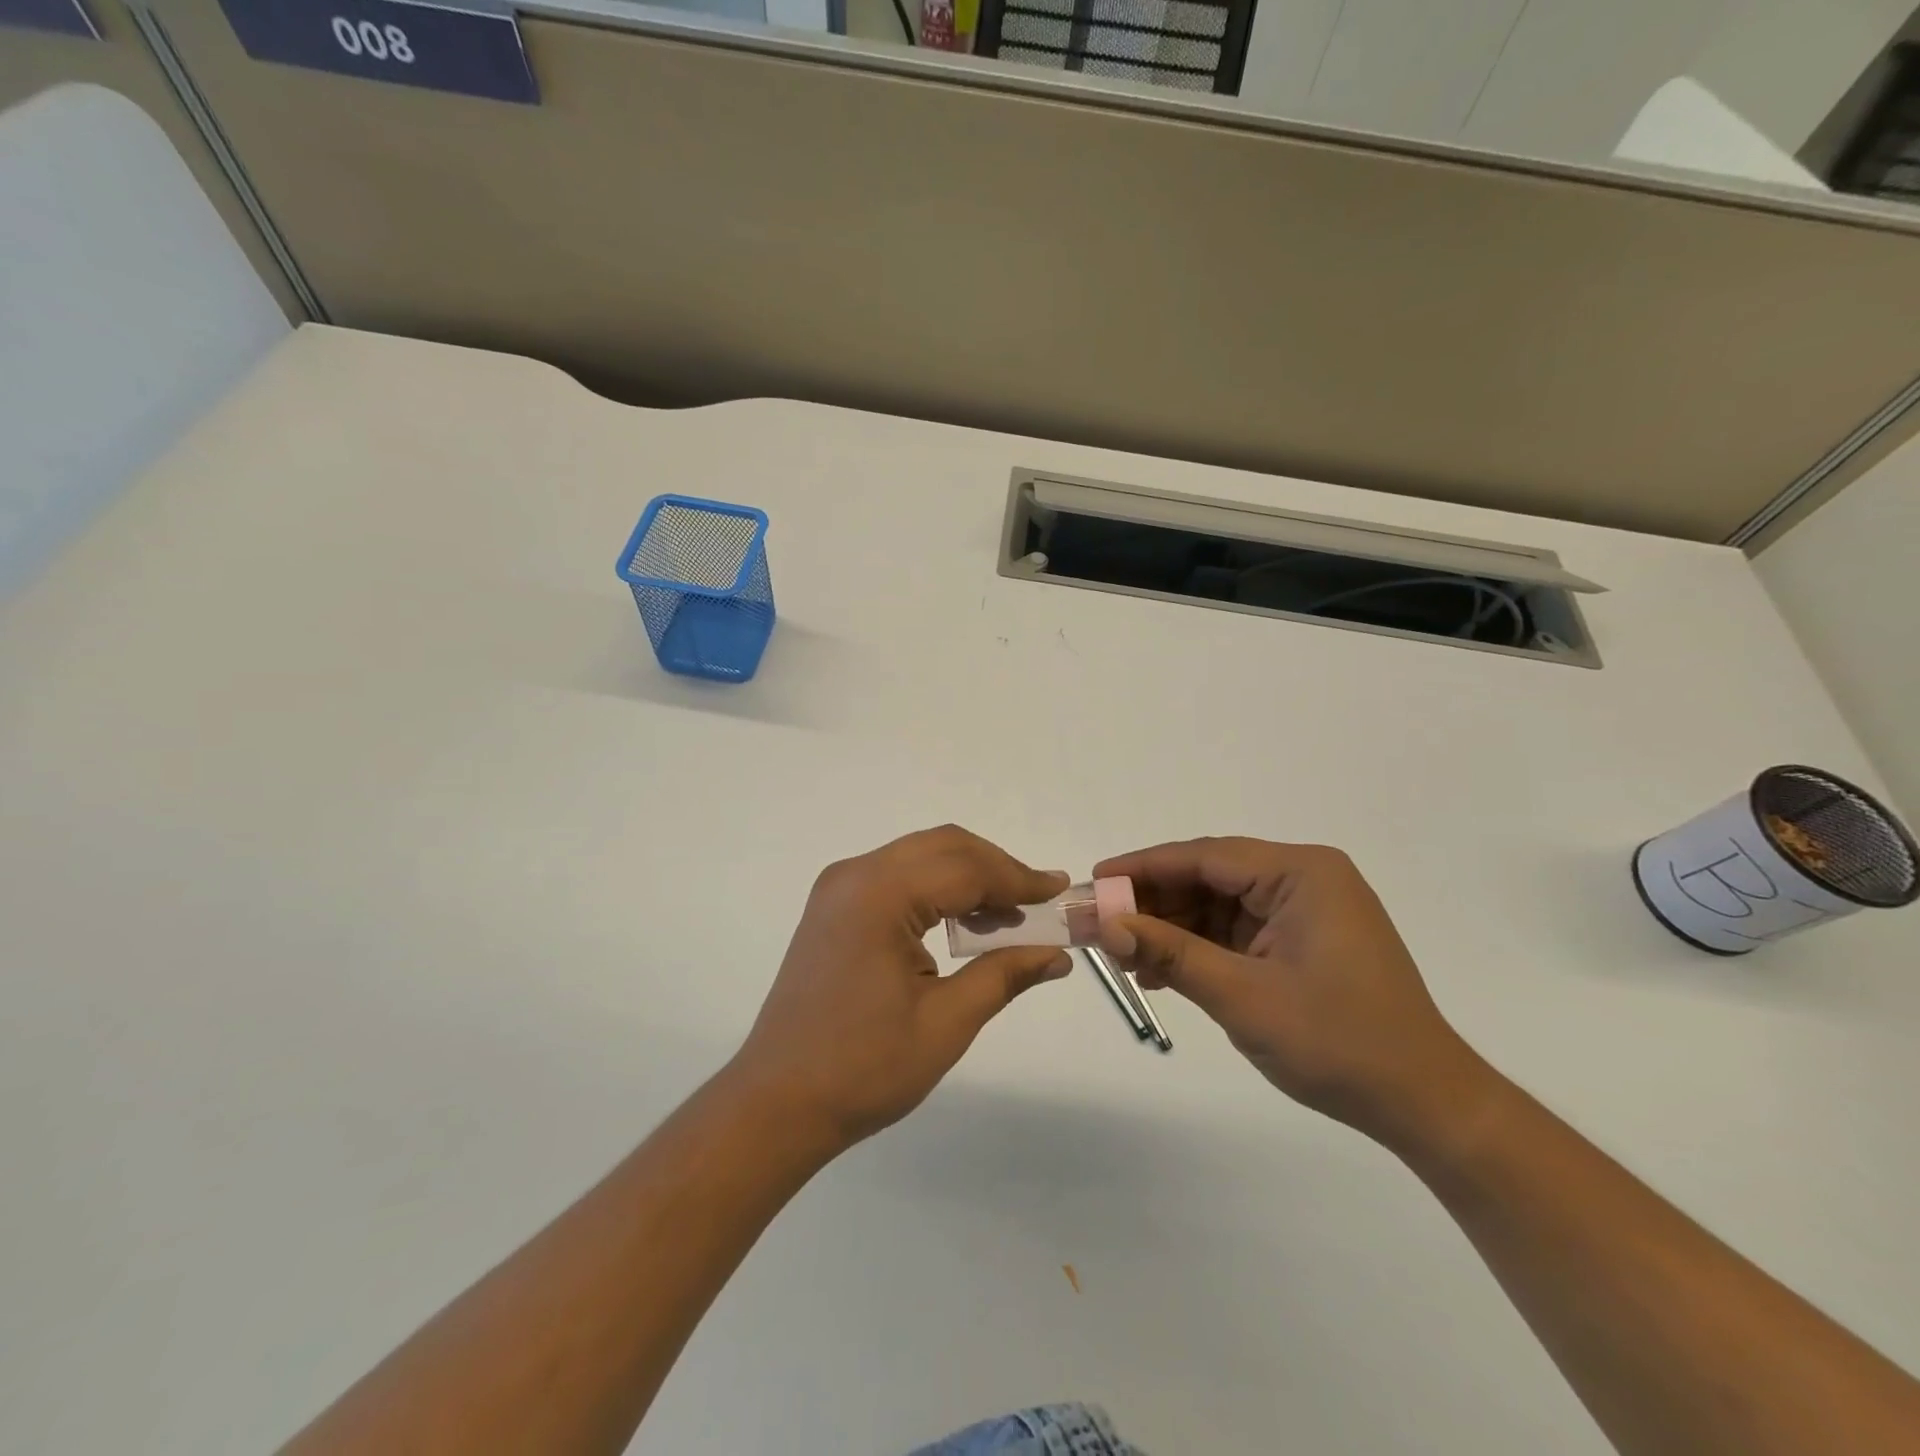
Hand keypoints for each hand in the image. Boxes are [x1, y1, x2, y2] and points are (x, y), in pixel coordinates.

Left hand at [730, 826, 1072, 1152]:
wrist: (777, 1102)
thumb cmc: (864, 1068)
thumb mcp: (946, 1023)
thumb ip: (1005, 974)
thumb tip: (1058, 954)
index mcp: (880, 894)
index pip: (965, 868)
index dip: (1018, 879)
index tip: (1060, 892)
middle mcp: (855, 875)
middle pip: (943, 847)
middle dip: (995, 869)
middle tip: (1038, 903)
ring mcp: (839, 888)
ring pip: (920, 857)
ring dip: (967, 876)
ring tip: (1007, 917)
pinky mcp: (834, 906)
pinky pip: (897, 876)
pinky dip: (936, 888)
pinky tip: (962, 922)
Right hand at [1095, 838, 1480, 1144]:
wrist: (1423, 1105)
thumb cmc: (1339, 1042)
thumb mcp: (1242, 995)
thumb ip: (1169, 953)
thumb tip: (1104, 924)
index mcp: (1301, 873)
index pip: (1205, 857)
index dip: (1143, 867)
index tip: (1094, 879)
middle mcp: (1303, 880)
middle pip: (1207, 879)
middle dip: (1152, 903)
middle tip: (1099, 924)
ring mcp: (1303, 912)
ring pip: (1215, 907)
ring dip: (1169, 930)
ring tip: (1121, 956)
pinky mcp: (1300, 942)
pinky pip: (1233, 934)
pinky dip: (1196, 950)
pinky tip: (1157, 974)